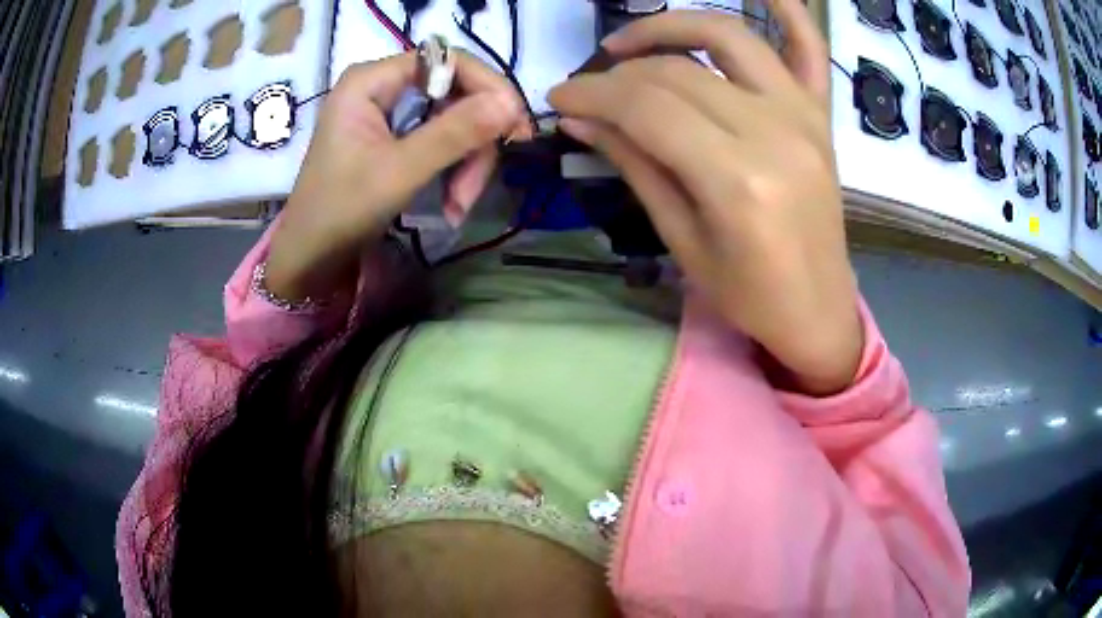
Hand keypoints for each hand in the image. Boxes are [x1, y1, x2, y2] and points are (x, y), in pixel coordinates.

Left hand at [266, 51, 530, 300]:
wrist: (310, 257)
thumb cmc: (341, 211)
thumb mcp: (399, 172)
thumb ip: (454, 134)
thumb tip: (511, 104)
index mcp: (371, 80)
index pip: (447, 61)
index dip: (488, 88)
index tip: (516, 128)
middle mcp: (382, 85)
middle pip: (455, 92)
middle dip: (473, 141)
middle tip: (474, 188)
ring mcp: (389, 111)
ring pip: (454, 119)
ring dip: (467, 163)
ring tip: (459, 205)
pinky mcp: (395, 135)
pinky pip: (442, 139)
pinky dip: (454, 169)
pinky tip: (452, 202)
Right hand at [548, 8, 861, 394]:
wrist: (817, 308)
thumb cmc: (748, 293)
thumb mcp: (681, 240)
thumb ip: (635, 164)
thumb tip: (581, 117)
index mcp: (736, 179)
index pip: (647, 106)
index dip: (593, 94)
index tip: (559, 98)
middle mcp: (773, 132)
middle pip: (678, 71)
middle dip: (618, 73)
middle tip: (589, 90)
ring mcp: (803, 115)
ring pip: (728, 37)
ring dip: (671, 27)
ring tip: (631, 43)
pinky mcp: (820, 114)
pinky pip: (809, 46)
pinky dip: (786, 9)